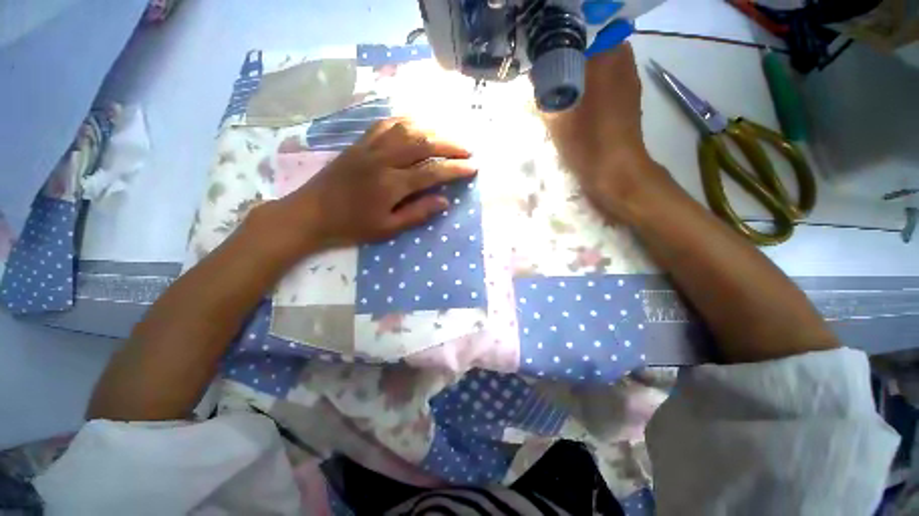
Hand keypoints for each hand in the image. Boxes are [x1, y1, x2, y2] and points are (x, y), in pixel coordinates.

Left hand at [269, 117, 476, 253]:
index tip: (473, 168)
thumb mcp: (387, 229)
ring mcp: (369, 147)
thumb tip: (444, 201)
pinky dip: (406, 121)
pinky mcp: (359, 143)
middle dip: (450, 145)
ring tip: (448, 137)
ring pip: (407, 128)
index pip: (432, 171)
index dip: (455, 169)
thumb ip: (417, 213)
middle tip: (467, 150)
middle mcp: (383, 159)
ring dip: (432, 130)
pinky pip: (386, 124)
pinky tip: (417, 125)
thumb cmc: (352, 226)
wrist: (311, 213)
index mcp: (391, 184)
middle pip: (424, 143)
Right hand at [542, 43, 669, 216]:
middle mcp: (623, 58)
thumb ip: (544, 88)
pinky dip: (589, 85)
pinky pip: (605, 80)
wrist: (614, 172)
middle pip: (589, 46)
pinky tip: (576, 103)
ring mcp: (628, 78)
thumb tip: (536, 71)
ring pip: (597, 64)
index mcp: (607, 54)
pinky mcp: (628, 97)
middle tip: (547, 74)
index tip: (542, 56)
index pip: (579, 31)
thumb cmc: (585, 141)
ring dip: (578, 72)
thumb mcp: (556, 114)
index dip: (558, 41)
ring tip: (558, 89)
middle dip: (567, 57)